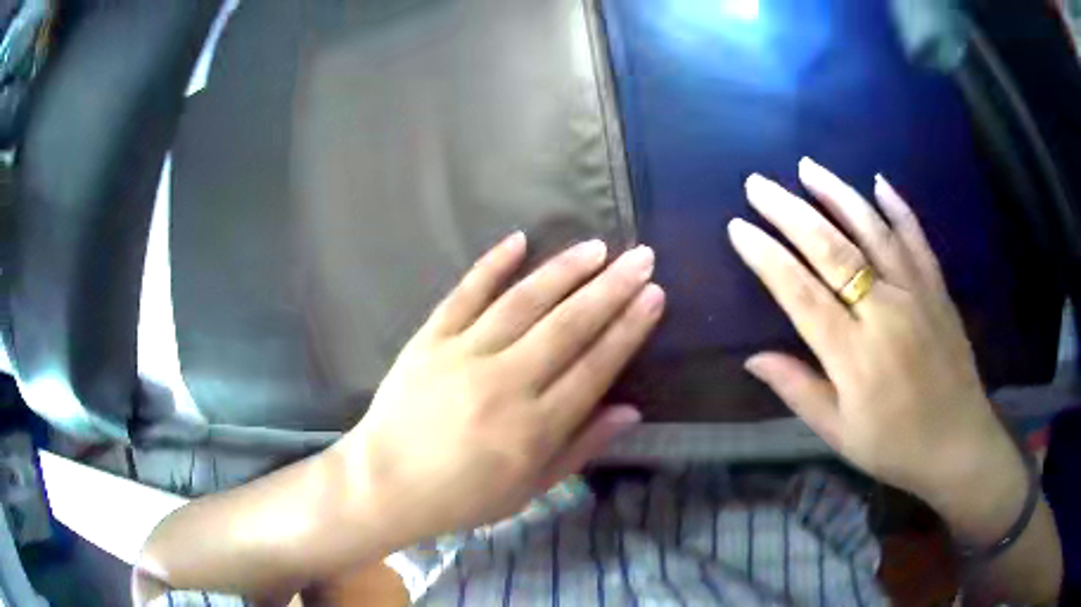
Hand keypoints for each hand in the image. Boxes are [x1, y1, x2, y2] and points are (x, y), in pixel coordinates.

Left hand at [332, 233, 663, 545]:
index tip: (654, 295)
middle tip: (641, 257)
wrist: (386, 483)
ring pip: (523, 302)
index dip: (628, 329)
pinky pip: (464, 295)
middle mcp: (504, 383)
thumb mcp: (530, 489)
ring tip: (597, 247)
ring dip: (564, 270)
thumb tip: (630, 411)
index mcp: (534, 428)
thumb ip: (581, 448)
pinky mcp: (429, 339)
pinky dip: (492, 265)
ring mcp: (463, 355)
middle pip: (568, 326)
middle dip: (611, 289)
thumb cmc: (463, 496)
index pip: (594, 367)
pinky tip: (519, 240)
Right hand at [730, 158, 1025, 537]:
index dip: (767, 257)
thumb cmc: (895, 446)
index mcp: (854, 355)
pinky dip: (898, 208)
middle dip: (789, 212)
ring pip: (873, 231)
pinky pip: (917, 239)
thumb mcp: (840, 434)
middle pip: (832, 250)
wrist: (958, 444)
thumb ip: (799, 391)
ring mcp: (915, 293)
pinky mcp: (937, 289)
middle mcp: (884, 312)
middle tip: (758, 184)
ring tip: (807, 167)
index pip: (800, 293)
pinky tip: (879, 182)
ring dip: (837, 194)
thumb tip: (752, 358)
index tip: (738, 227)